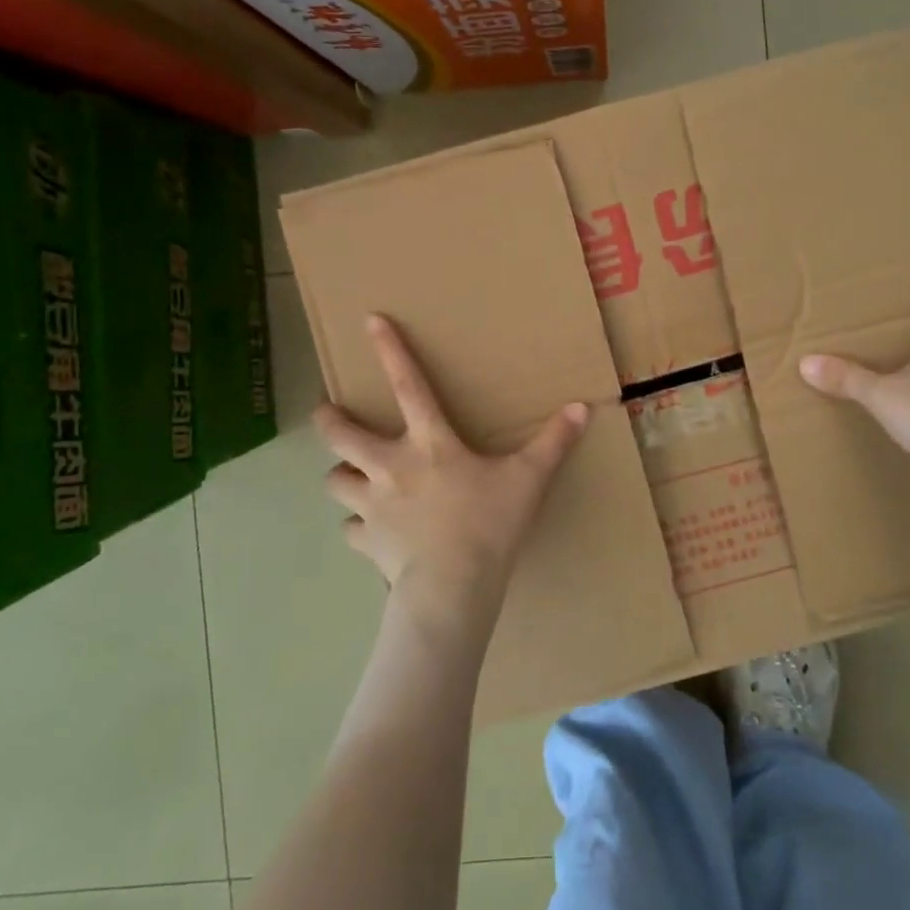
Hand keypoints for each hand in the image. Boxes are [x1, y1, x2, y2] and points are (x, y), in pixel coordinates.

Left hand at [313, 315, 588, 630]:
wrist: (451, 589)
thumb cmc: (489, 525)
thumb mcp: (529, 479)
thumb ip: (554, 442)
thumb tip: (583, 407)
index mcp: (430, 443)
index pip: (408, 385)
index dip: (389, 350)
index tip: (369, 320)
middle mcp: (391, 466)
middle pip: (342, 434)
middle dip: (329, 419)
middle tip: (325, 412)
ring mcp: (373, 506)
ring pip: (335, 481)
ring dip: (341, 475)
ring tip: (350, 476)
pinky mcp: (367, 542)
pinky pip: (352, 530)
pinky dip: (358, 528)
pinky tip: (371, 532)